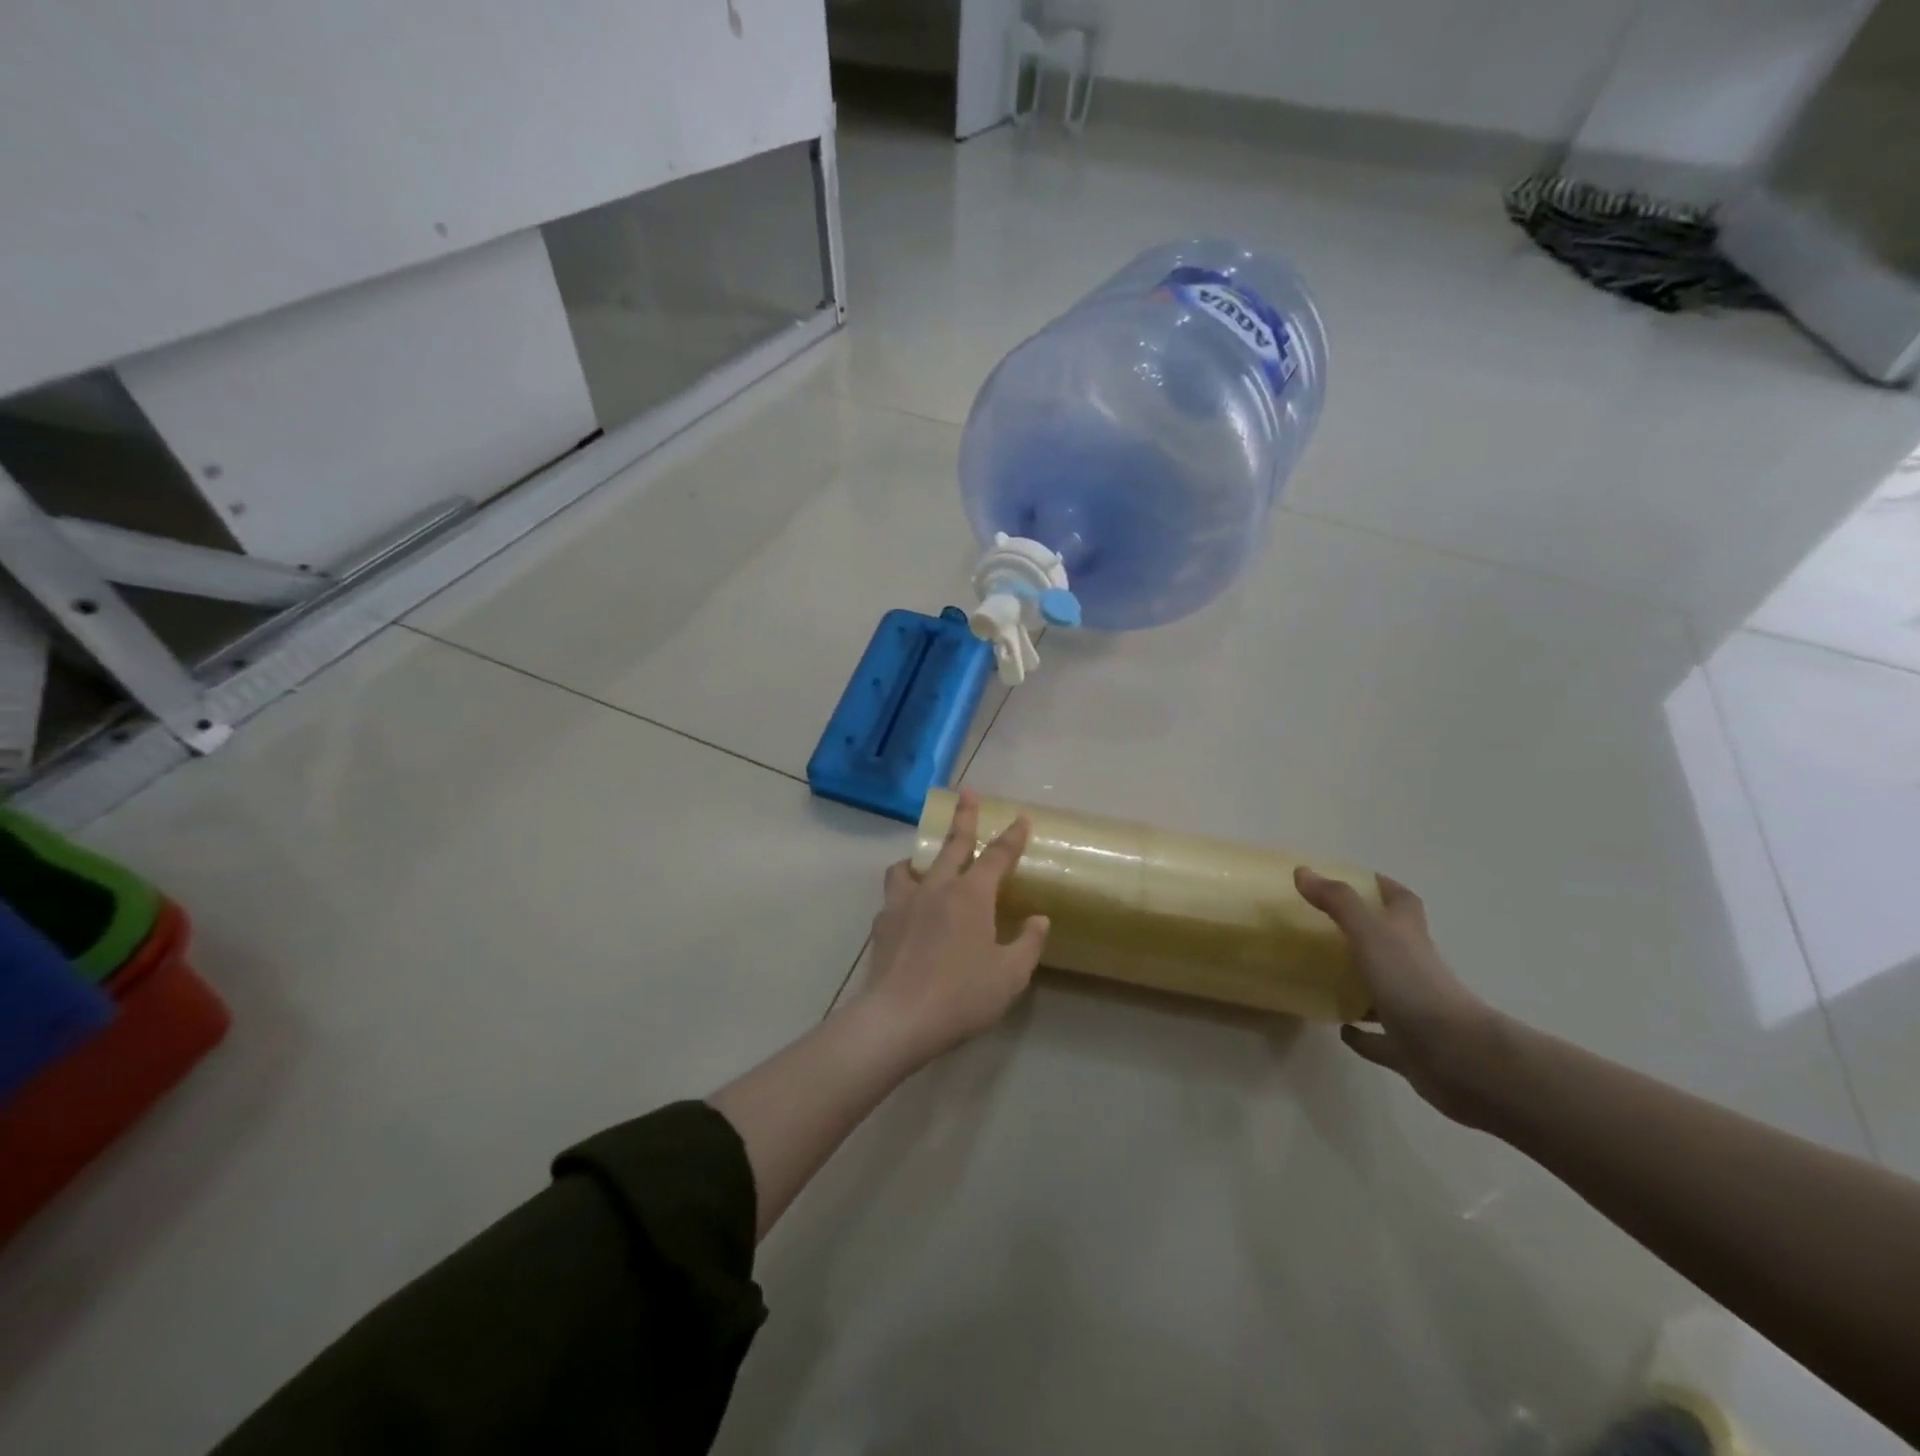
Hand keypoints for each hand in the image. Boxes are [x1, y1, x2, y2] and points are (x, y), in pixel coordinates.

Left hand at [857, 789, 1050, 1065]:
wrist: (899, 1018)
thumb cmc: (962, 995)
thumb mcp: (1010, 975)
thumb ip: (1028, 943)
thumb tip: (1039, 919)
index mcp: (972, 895)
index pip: (997, 856)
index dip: (1011, 836)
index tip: (1020, 818)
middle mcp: (937, 888)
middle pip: (953, 844)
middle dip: (964, 817)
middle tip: (966, 792)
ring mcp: (904, 902)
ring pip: (910, 866)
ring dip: (921, 859)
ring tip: (924, 864)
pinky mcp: (883, 923)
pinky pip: (894, 896)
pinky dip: (904, 895)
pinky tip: (907, 912)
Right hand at [1293, 867, 1501, 1123]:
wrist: (1456, 1054)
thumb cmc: (1411, 983)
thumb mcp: (1370, 933)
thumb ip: (1338, 902)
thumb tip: (1302, 871)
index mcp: (1408, 936)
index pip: (1401, 901)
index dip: (1382, 887)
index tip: (1356, 880)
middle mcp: (1414, 968)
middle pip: (1392, 943)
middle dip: (1364, 933)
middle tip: (1323, 927)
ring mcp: (1412, 1008)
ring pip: (1383, 990)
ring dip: (1359, 984)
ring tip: (1323, 977)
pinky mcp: (1406, 1045)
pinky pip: (1379, 1037)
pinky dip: (1360, 1033)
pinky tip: (1341, 1028)